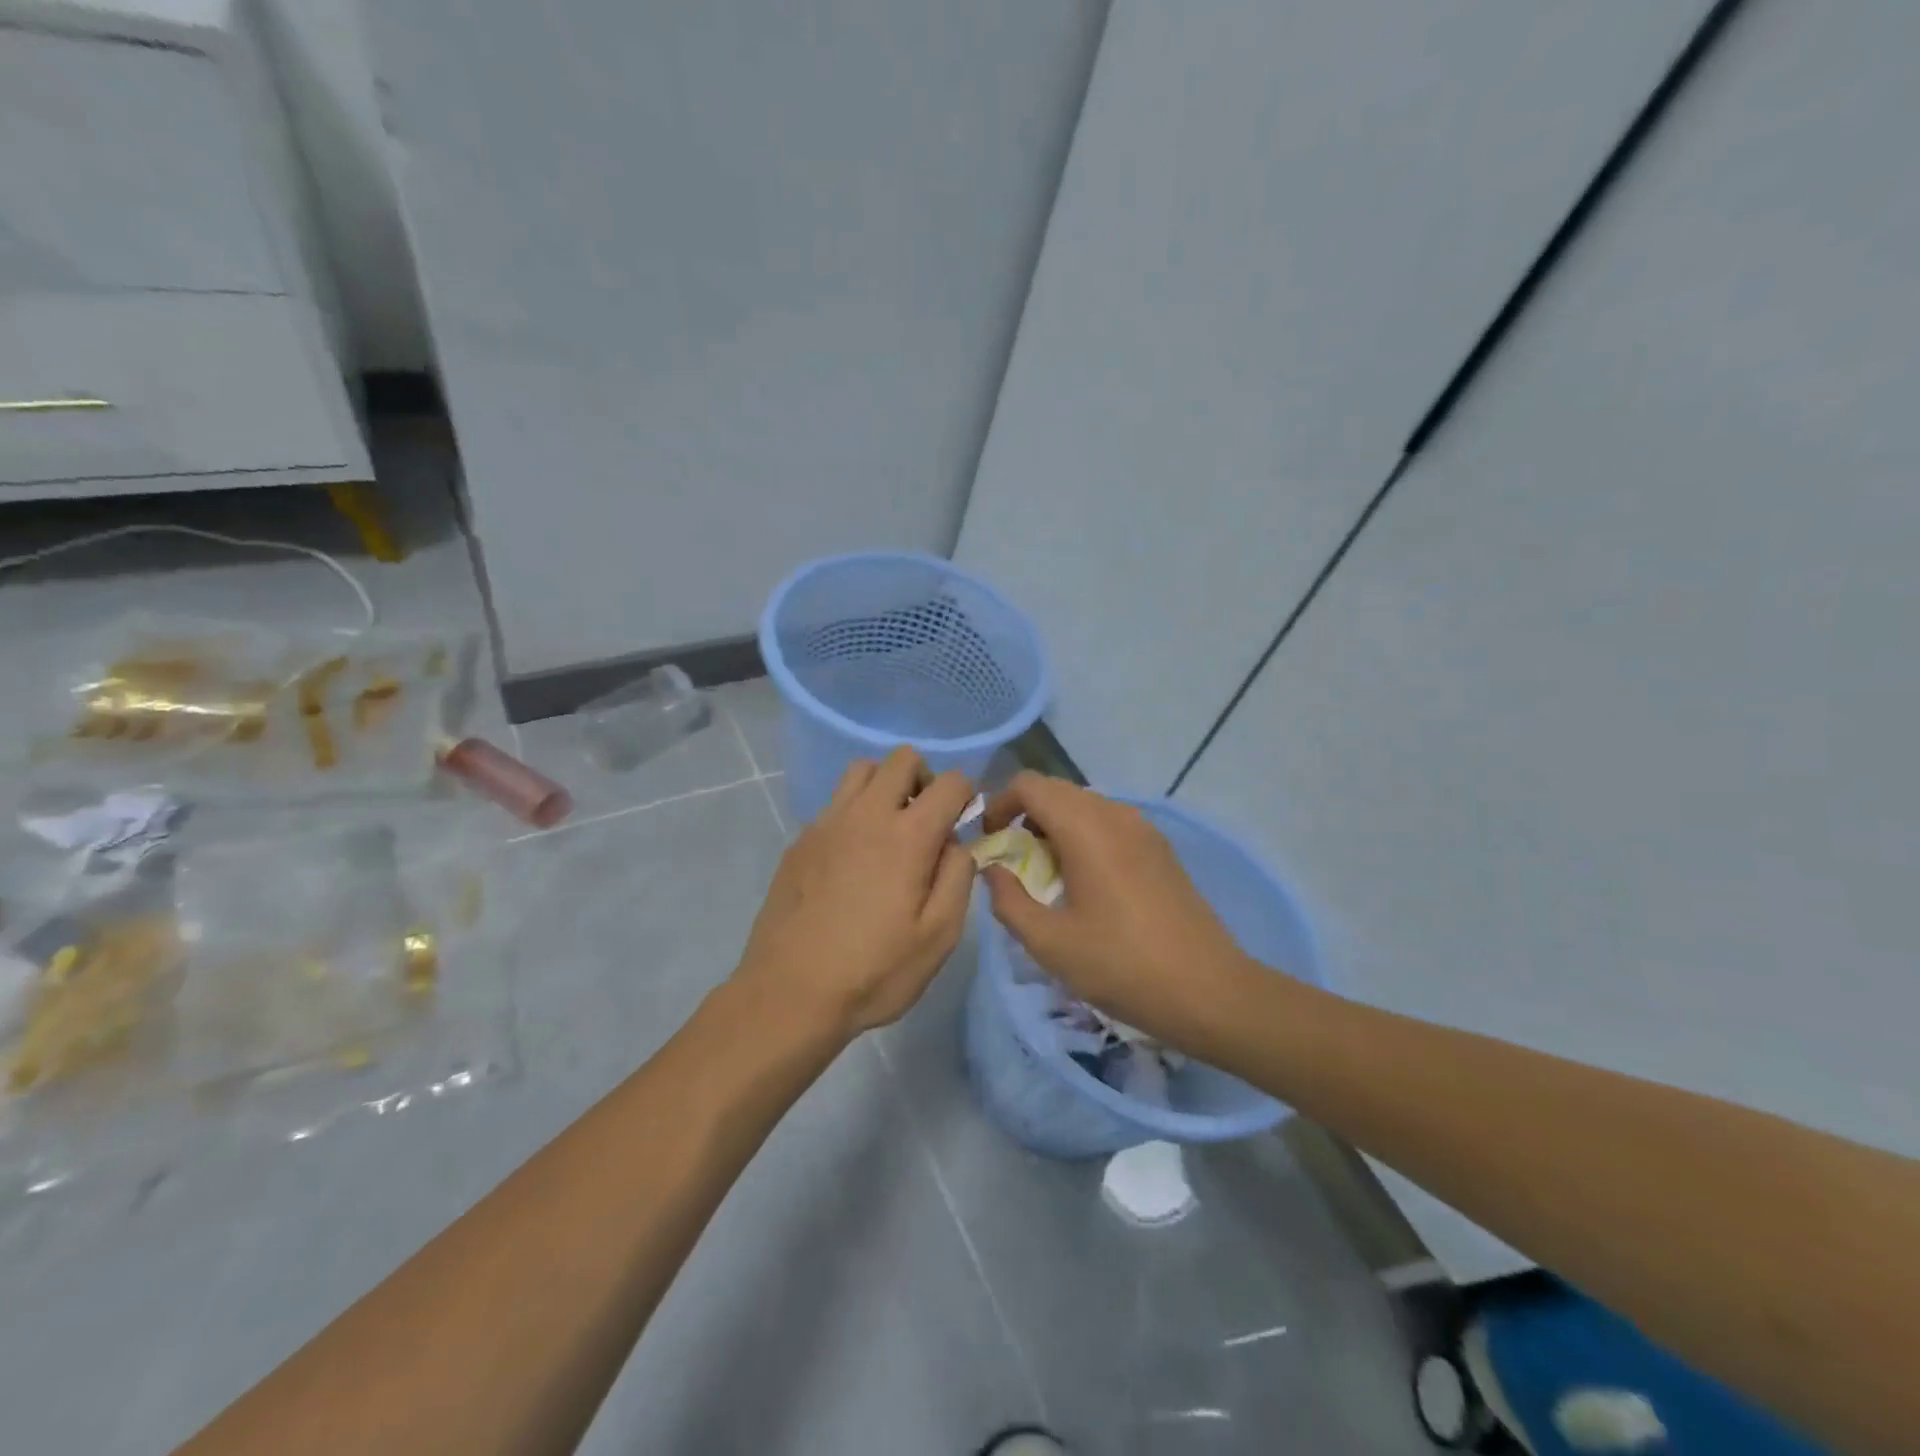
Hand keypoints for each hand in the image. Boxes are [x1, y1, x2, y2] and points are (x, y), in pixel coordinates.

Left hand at [734, 747, 975, 1037]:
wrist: (790, 993)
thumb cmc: (874, 971)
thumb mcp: (939, 937)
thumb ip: (958, 878)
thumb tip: (956, 844)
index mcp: (908, 836)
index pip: (950, 781)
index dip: (966, 795)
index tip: (962, 825)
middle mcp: (866, 814)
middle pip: (902, 759)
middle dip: (925, 779)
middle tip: (926, 821)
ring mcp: (827, 823)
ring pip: (862, 770)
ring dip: (885, 786)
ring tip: (889, 829)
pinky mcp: (800, 840)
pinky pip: (834, 803)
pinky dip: (854, 812)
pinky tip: (852, 858)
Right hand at [979, 772, 1255, 1048]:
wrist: (1209, 990)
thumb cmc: (1122, 965)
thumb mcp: (1050, 943)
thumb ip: (1008, 900)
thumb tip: (993, 871)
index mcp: (1086, 828)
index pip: (1030, 785)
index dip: (999, 804)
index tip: (989, 842)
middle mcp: (1115, 814)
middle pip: (1057, 791)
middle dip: (1025, 815)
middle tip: (1012, 859)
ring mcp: (1143, 828)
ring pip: (1084, 806)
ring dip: (1055, 826)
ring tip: (1045, 874)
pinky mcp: (1160, 848)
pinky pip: (1109, 823)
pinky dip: (1083, 836)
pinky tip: (1084, 882)